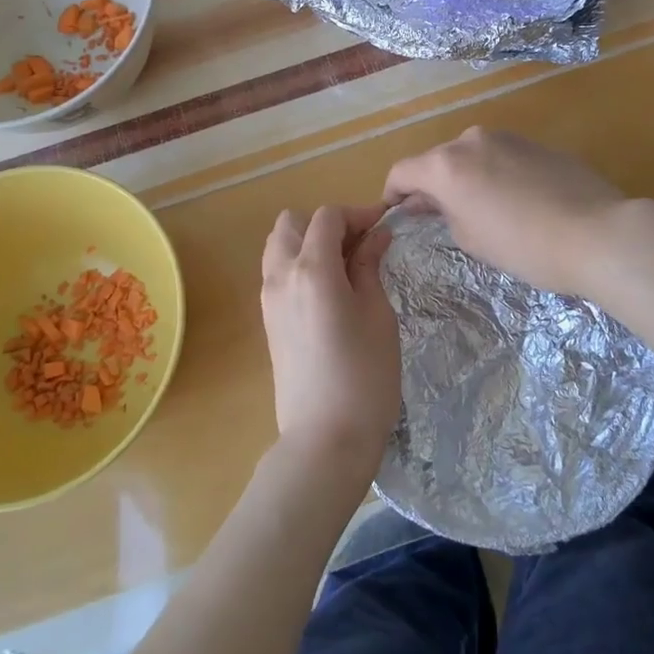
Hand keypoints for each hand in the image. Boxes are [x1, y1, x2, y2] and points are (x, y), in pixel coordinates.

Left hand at [260, 205, 399, 480]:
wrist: (325, 439)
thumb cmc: (364, 375)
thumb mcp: (378, 314)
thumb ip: (370, 266)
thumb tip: (376, 235)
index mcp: (310, 268)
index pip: (327, 217)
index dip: (358, 213)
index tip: (384, 225)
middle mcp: (280, 275)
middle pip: (292, 223)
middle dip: (327, 223)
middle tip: (361, 245)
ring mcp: (269, 299)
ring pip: (279, 246)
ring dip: (309, 242)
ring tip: (346, 266)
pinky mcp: (268, 321)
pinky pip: (277, 273)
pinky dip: (299, 265)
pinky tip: (330, 290)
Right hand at [382, 127, 627, 298]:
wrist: (597, 233)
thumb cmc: (524, 246)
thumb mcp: (471, 239)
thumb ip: (443, 213)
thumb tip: (433, 202)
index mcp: (446, 164)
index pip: (402, 172)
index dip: (392, 194)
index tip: (395, 212)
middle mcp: (471, 140)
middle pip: (436, 161)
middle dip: (431, 186)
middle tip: (438, 217)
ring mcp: (507, 137)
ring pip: (470, 156)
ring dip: (464, 178)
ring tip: (480, 210)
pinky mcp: (536, 143)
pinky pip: (500, 157)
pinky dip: (493, 174)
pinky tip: (513, 202)